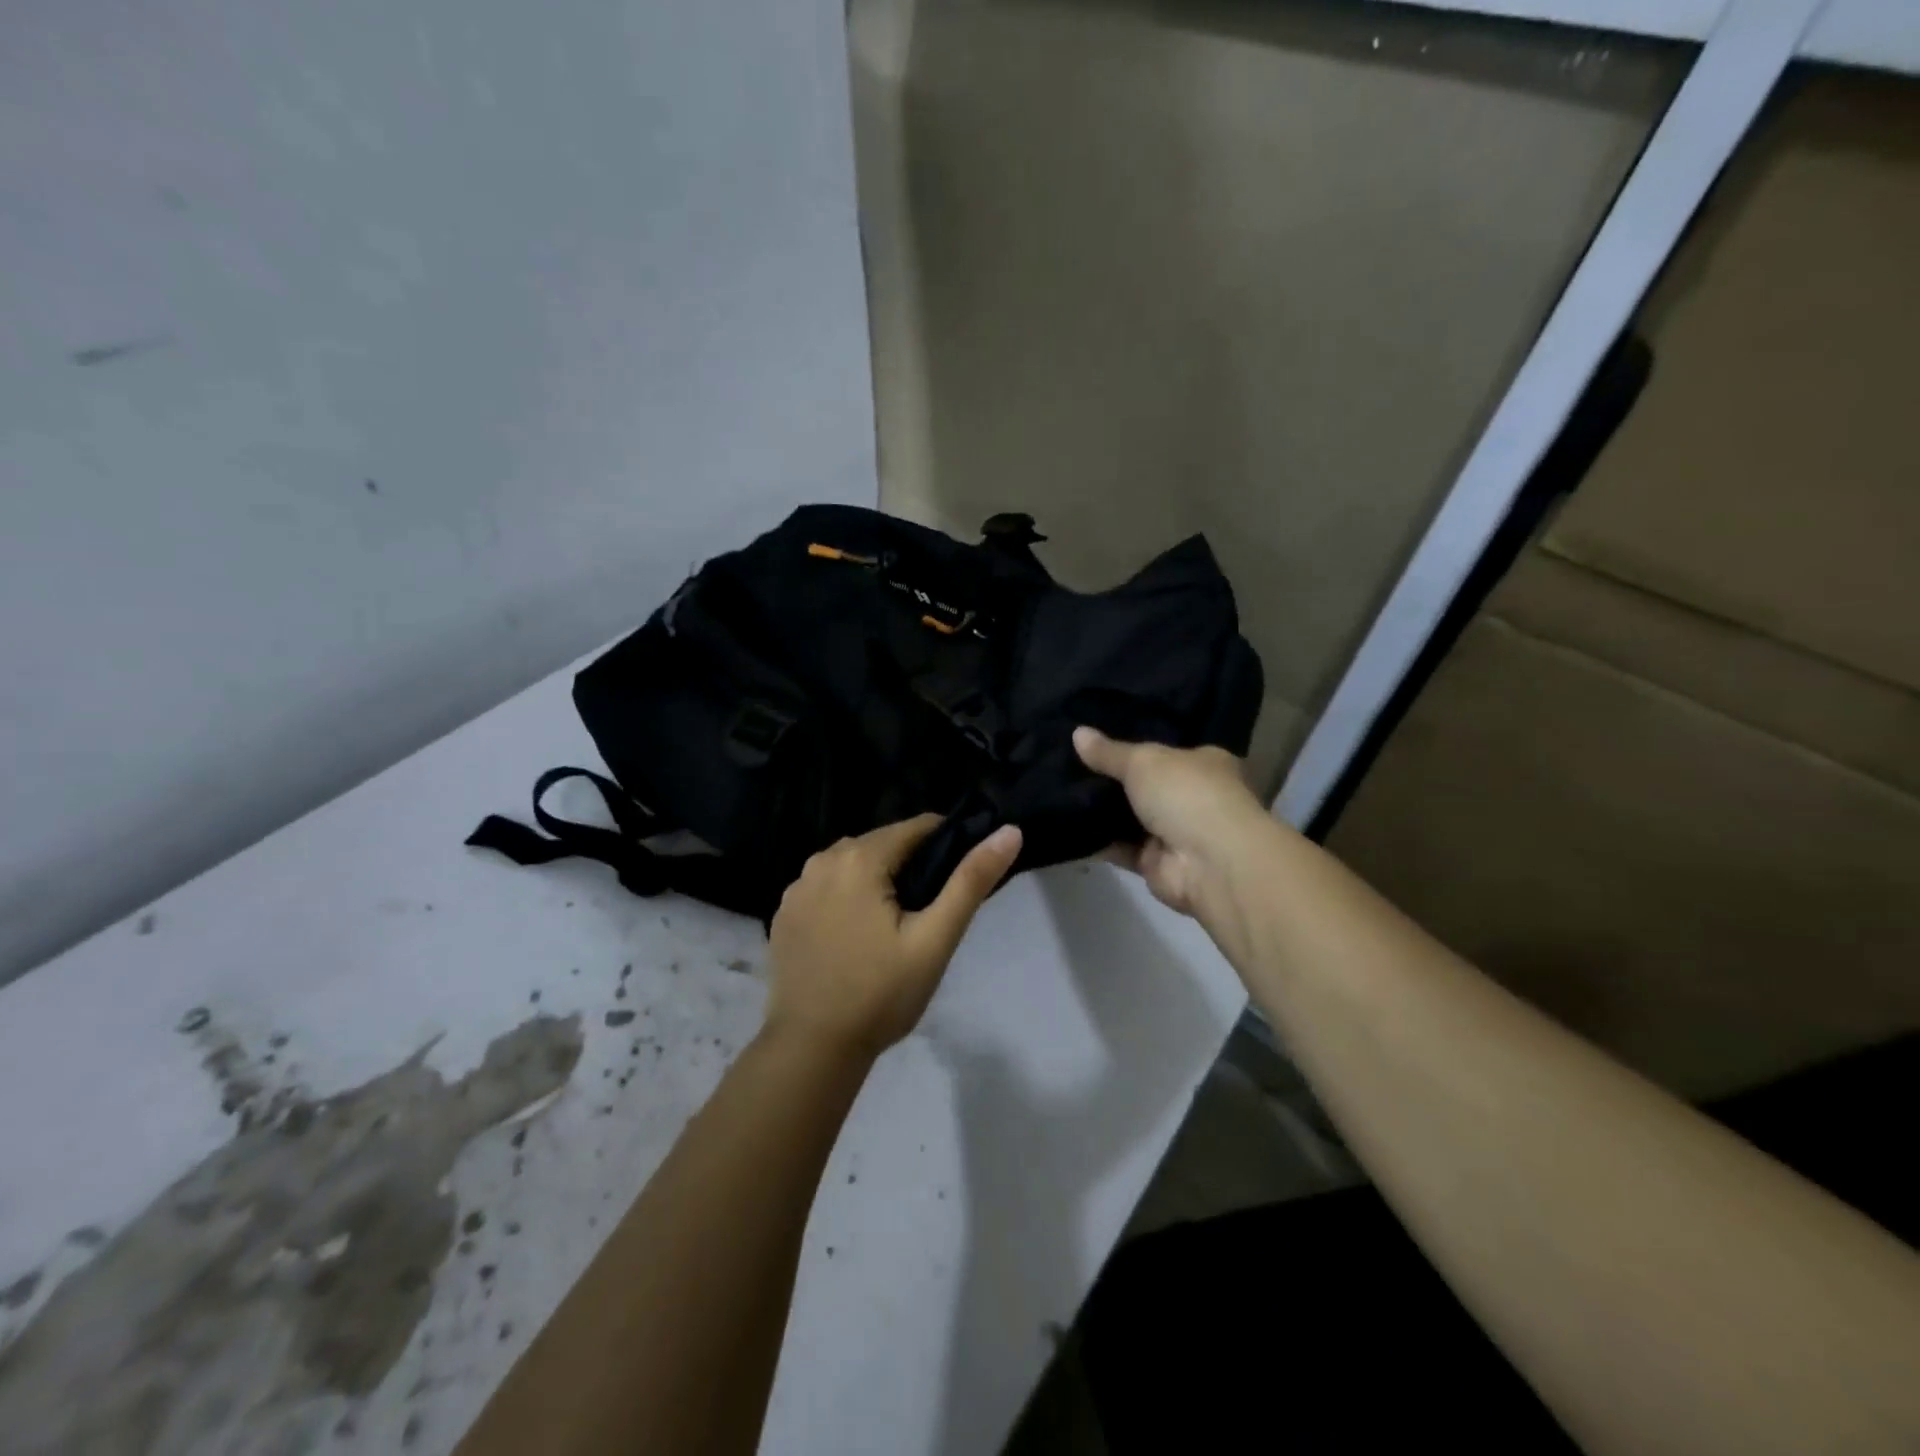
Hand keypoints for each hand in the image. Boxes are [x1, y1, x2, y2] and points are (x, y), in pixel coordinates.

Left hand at [766, 815, 1022, 1059]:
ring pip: (852, 864)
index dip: (945, 846)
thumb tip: (1010, 831)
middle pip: (882, 844)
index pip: (916, 828)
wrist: (813, 1049)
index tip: (957, 881)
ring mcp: (796, 887)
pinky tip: (855, 936)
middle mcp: (821, 859)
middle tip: (927, 914)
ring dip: (876, 881)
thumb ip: (971, 881)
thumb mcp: (935, 939)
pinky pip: (826, 887)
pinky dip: (846, 898)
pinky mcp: (784, 913)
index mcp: (859, 857)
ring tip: (894, 927)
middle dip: (909, 866)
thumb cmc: (881, 993)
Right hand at [1074, 726, 1265, 915]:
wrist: (1208, 863)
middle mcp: (1193, 797)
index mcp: (1204, 763)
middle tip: (1068, 763)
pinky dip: (1096, 840)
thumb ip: (1109, 752)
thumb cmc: (1186, 794)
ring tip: (1057, 789)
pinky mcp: (1155, 863)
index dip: (1134, 744)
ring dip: (1100, 810)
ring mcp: (1174, 832)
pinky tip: (1064, 824)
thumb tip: (1077, 733)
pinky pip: (1119, 847)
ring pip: (1129, 817)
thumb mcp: (1143, 760)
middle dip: (1111, 778)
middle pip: (1145, 784)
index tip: (1097, 738)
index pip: (1167, 750)